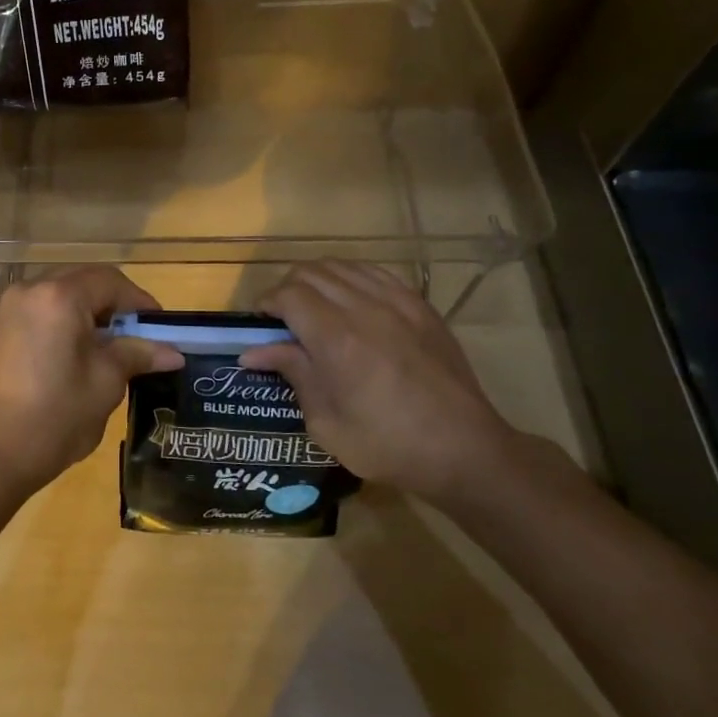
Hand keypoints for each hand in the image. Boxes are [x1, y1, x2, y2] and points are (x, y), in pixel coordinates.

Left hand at [0, 267, 183, 502]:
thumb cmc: (53, 417)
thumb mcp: (104, 385)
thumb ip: (136, 356)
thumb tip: (172, 351)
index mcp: (59, 297)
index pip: (109, 281)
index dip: (139, 301)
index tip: (159, 329)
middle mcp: (27, 291)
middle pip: (79, 282)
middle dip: (111, 304)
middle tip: (134, 336)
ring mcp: (3, 311)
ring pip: (54, 297)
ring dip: (83, 313)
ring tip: (103, 350)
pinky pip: (33, 315)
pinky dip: (57, 325)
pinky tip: (67, 359)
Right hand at [240, 261, 518, 504]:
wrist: (464, 450)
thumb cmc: (387, 445)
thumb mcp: (326, 422)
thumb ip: (293, 374)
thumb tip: (253, 352)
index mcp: (336, 339)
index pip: (288, 295)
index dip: (266, 304)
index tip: (260, 324)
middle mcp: (364, 308)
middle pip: (311, 272)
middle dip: (287, 289)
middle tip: (283, 319)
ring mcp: (397, 302)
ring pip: (343, 266)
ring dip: (319, 280)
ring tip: (314, 307)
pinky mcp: (420, 306)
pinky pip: (376, 273)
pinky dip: (352, 278)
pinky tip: (351, 301)